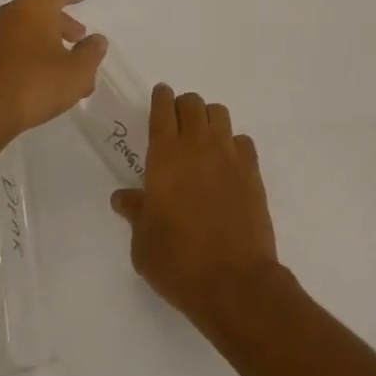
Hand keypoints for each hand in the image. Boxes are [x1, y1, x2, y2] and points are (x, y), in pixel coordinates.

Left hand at [0, 0, 106, 147]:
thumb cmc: (34, 85)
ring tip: (64, 66)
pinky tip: (41, 79)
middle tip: (78, 37)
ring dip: (47, 42)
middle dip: (62, 22)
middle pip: (40, 10)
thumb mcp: (77, 72)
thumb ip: (91, 53)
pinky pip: (12, 48)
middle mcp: (9, 14)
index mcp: (34, 8)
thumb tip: (96, 39)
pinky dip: (30, 55)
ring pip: (26, 31)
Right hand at [110, 85, 283, 328]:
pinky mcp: (252, 170)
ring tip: (202, 140)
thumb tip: (122, 197)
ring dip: (208, 119)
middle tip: (177, 124)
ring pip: (219, 114)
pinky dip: (232, 144)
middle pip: (192, 103)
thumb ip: (135, 212)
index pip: (163, 109)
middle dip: (183, 106)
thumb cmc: (178, 262)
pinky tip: (227, 165)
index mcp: (165, 156)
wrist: (233, 280)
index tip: (160, 95)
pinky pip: (242, 141)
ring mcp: (229, 155)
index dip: (161, 98)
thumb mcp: (143, 243)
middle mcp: (197, 146)